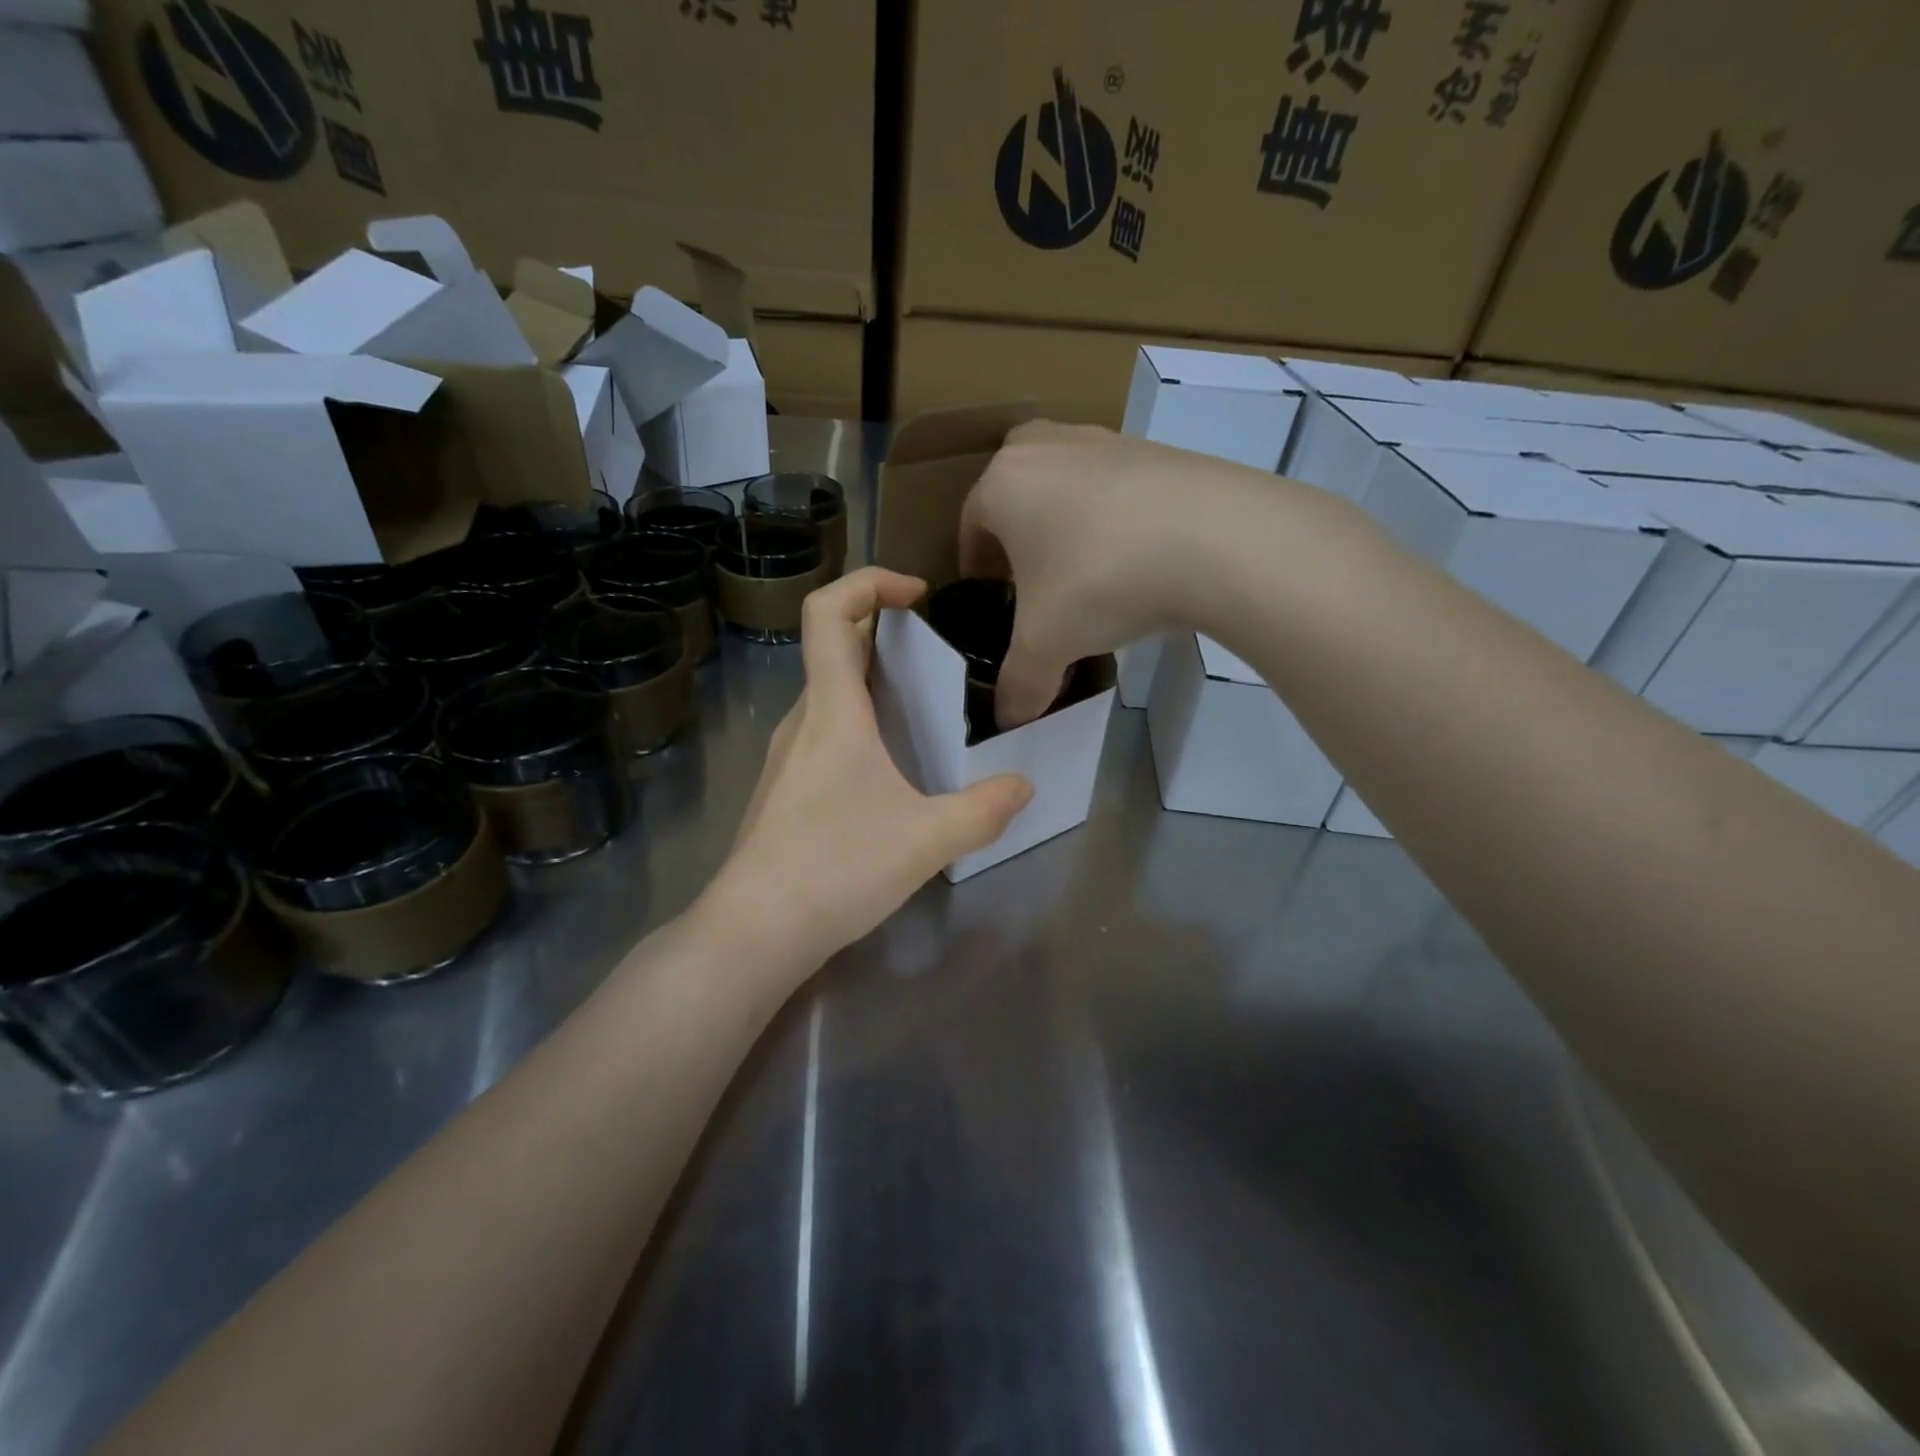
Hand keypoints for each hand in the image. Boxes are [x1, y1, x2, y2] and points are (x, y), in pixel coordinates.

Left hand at [706, 567, 1033, 970]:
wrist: (754, 931)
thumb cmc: (837, 869)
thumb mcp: (926, 840)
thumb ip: (982, 810)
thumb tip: (1023, 786)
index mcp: (832, 711)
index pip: (828, 612)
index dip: (868, 582)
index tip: (916, 594)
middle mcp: (802, 720)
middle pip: (833, 647)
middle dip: (885, 634)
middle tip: (938, 658)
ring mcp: (786, 756)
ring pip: (829, 694)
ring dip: (874, 684)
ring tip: (927, 713)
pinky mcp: (784, 789)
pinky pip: (824, 732)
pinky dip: (860, 724)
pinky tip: (893, 771)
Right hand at [959, 420, 1266, 727]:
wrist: (1217, 538)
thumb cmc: (1101, 581)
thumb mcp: (1047, 646)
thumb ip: (1018, 685)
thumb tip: (1008, 722)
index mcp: (1004, 483)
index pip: (971, 523)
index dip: (977, 564)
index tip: (990, 595)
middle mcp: (1047, 447)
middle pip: (1016, 488)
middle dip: (1016, 531)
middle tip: (1030, 576)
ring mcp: (1106, 441)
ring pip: (1067, 481)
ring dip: (1065, 521)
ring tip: (1086, 570)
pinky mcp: (1158, 450)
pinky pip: (1117, 485)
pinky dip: (1115, 516)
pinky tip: (1136, 557)